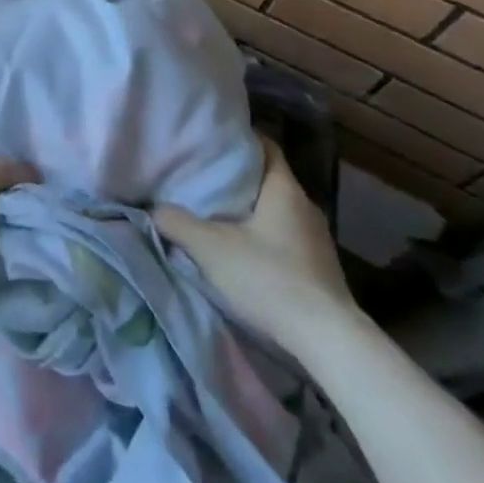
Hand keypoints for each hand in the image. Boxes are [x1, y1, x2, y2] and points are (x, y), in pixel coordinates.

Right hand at [154, 135, 353, 340]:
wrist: (329, 341)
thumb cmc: (270, 278)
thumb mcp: (211, 249)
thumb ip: (178, 224)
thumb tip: (154, 209)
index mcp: (284, 188)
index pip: (266, 146)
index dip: (240, 141)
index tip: (214, 145)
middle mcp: (305, 206)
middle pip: (270, 179)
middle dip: (241, 179)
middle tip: (208, 180)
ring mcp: (318, 239)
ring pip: (279, 211)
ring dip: (254, 212)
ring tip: (222, 216)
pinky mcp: (322, 269)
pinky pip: (289, 238)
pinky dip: (267, 238)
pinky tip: (248, 254)